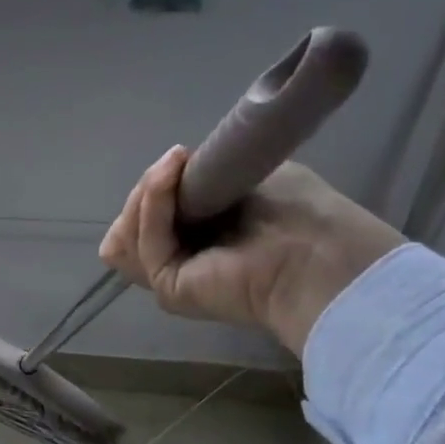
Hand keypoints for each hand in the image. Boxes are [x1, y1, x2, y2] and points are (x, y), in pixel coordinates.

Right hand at [98, 146, 403, 354]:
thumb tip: (166, 172)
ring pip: (125, 233)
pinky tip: (170, 175)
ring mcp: (170, 276)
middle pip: (129, 223)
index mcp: (198, 237)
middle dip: (146, 188)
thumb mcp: (238, 175)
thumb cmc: (298, 212)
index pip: (146, 215)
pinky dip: (153, 203)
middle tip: (175, 162)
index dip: (153, 187)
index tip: (178, 157)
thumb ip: (198, 179)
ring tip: (173, 167)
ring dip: (146, 193)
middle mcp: (181, 259)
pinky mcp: (167, 286)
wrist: (319, 251)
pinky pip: (144, 240)